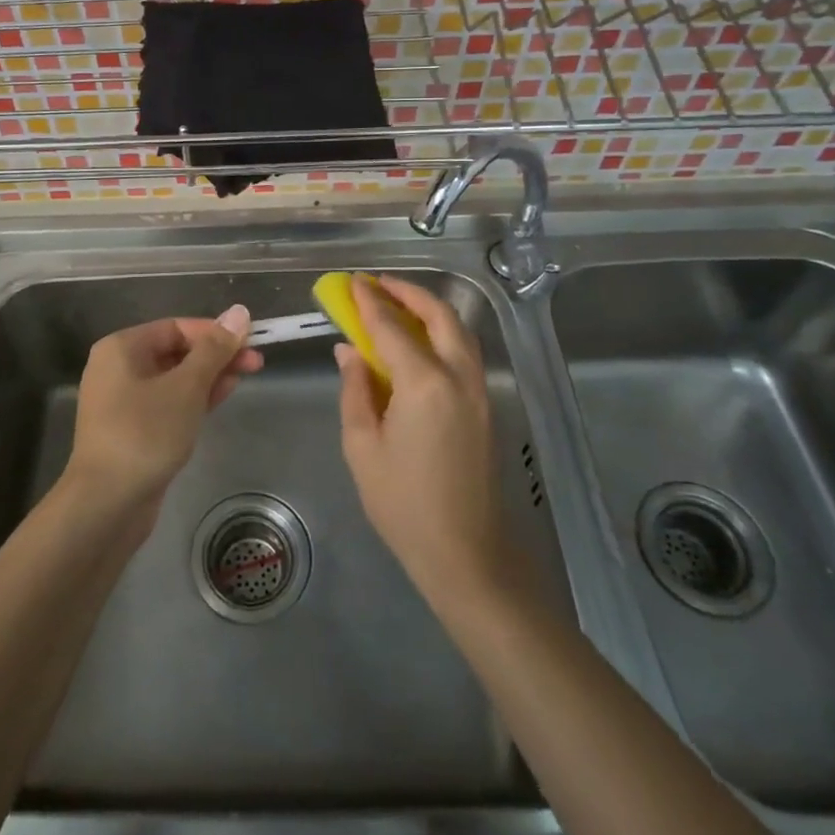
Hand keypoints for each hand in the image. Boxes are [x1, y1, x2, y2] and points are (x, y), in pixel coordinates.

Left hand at [64, 306, 259, 532]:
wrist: (106, 504)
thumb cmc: (145, 434)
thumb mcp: (186, 387)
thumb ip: (214, 349)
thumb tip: (239, 312)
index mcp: (122, 348)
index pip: (176, 327)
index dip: (215, 332)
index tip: (250, 342)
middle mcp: (118, 368)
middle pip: (175, 351)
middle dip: (216, 355)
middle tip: (255, 363)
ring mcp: (122, 401)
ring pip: (174, 378)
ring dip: (208, 376)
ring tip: (244, 378)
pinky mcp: (132, 429)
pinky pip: (167, 402)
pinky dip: (193, 398)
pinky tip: (220, 398)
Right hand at [336, 275, 514, 604]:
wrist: (464, 552)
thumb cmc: (402, 503)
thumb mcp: (362, 445)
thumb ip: (355, 389)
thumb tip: (350, 351)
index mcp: (424, 384)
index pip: (392, 327)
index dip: (369, 302)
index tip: (352, 282)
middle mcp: (458, 376)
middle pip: (439, 315)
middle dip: (408, 293)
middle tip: (378, 285)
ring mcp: (478, 390)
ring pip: (458, 331)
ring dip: (429, 310)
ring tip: (397, 304)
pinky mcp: (484, 406)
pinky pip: (463, 352)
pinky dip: (442, 333)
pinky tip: (419, 342)